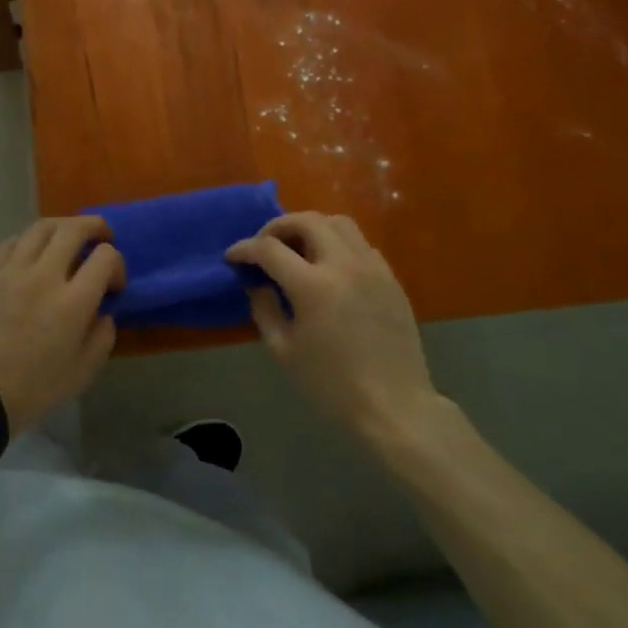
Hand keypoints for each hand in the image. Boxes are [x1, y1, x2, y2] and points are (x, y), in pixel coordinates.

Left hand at [0, 217, 124, 431]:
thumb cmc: (34, 387)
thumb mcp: (83, 372)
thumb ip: (102, 336)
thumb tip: (104, 312)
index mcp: (73, 302)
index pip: (105, 258)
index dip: (117, 264)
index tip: (113, 283)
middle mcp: (44, 275)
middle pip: (73, 229)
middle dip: (94, 227)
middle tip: (101, 235)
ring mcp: (11, 270)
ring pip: (40, 228)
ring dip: (61, 227)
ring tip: (66, 236)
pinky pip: (10, 243)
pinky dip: (27, 242)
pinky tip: (30, 253)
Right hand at [226, 212, 439, 438]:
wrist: (395, 407)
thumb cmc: (332, 385)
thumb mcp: (284, 350)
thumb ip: (264, 309)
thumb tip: (257, 283)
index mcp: (313, 286)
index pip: (269, 249)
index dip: (245, 249)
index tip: (233, 258)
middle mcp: (344, 265)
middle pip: (306, 220)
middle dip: (277, 227)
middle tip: (264, 245)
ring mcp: (372, 268)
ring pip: (338, 222)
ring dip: (311, 227)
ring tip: (298, 248)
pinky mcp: (390, 278)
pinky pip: (360, 243)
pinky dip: (337, 243)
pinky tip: (329, 266)